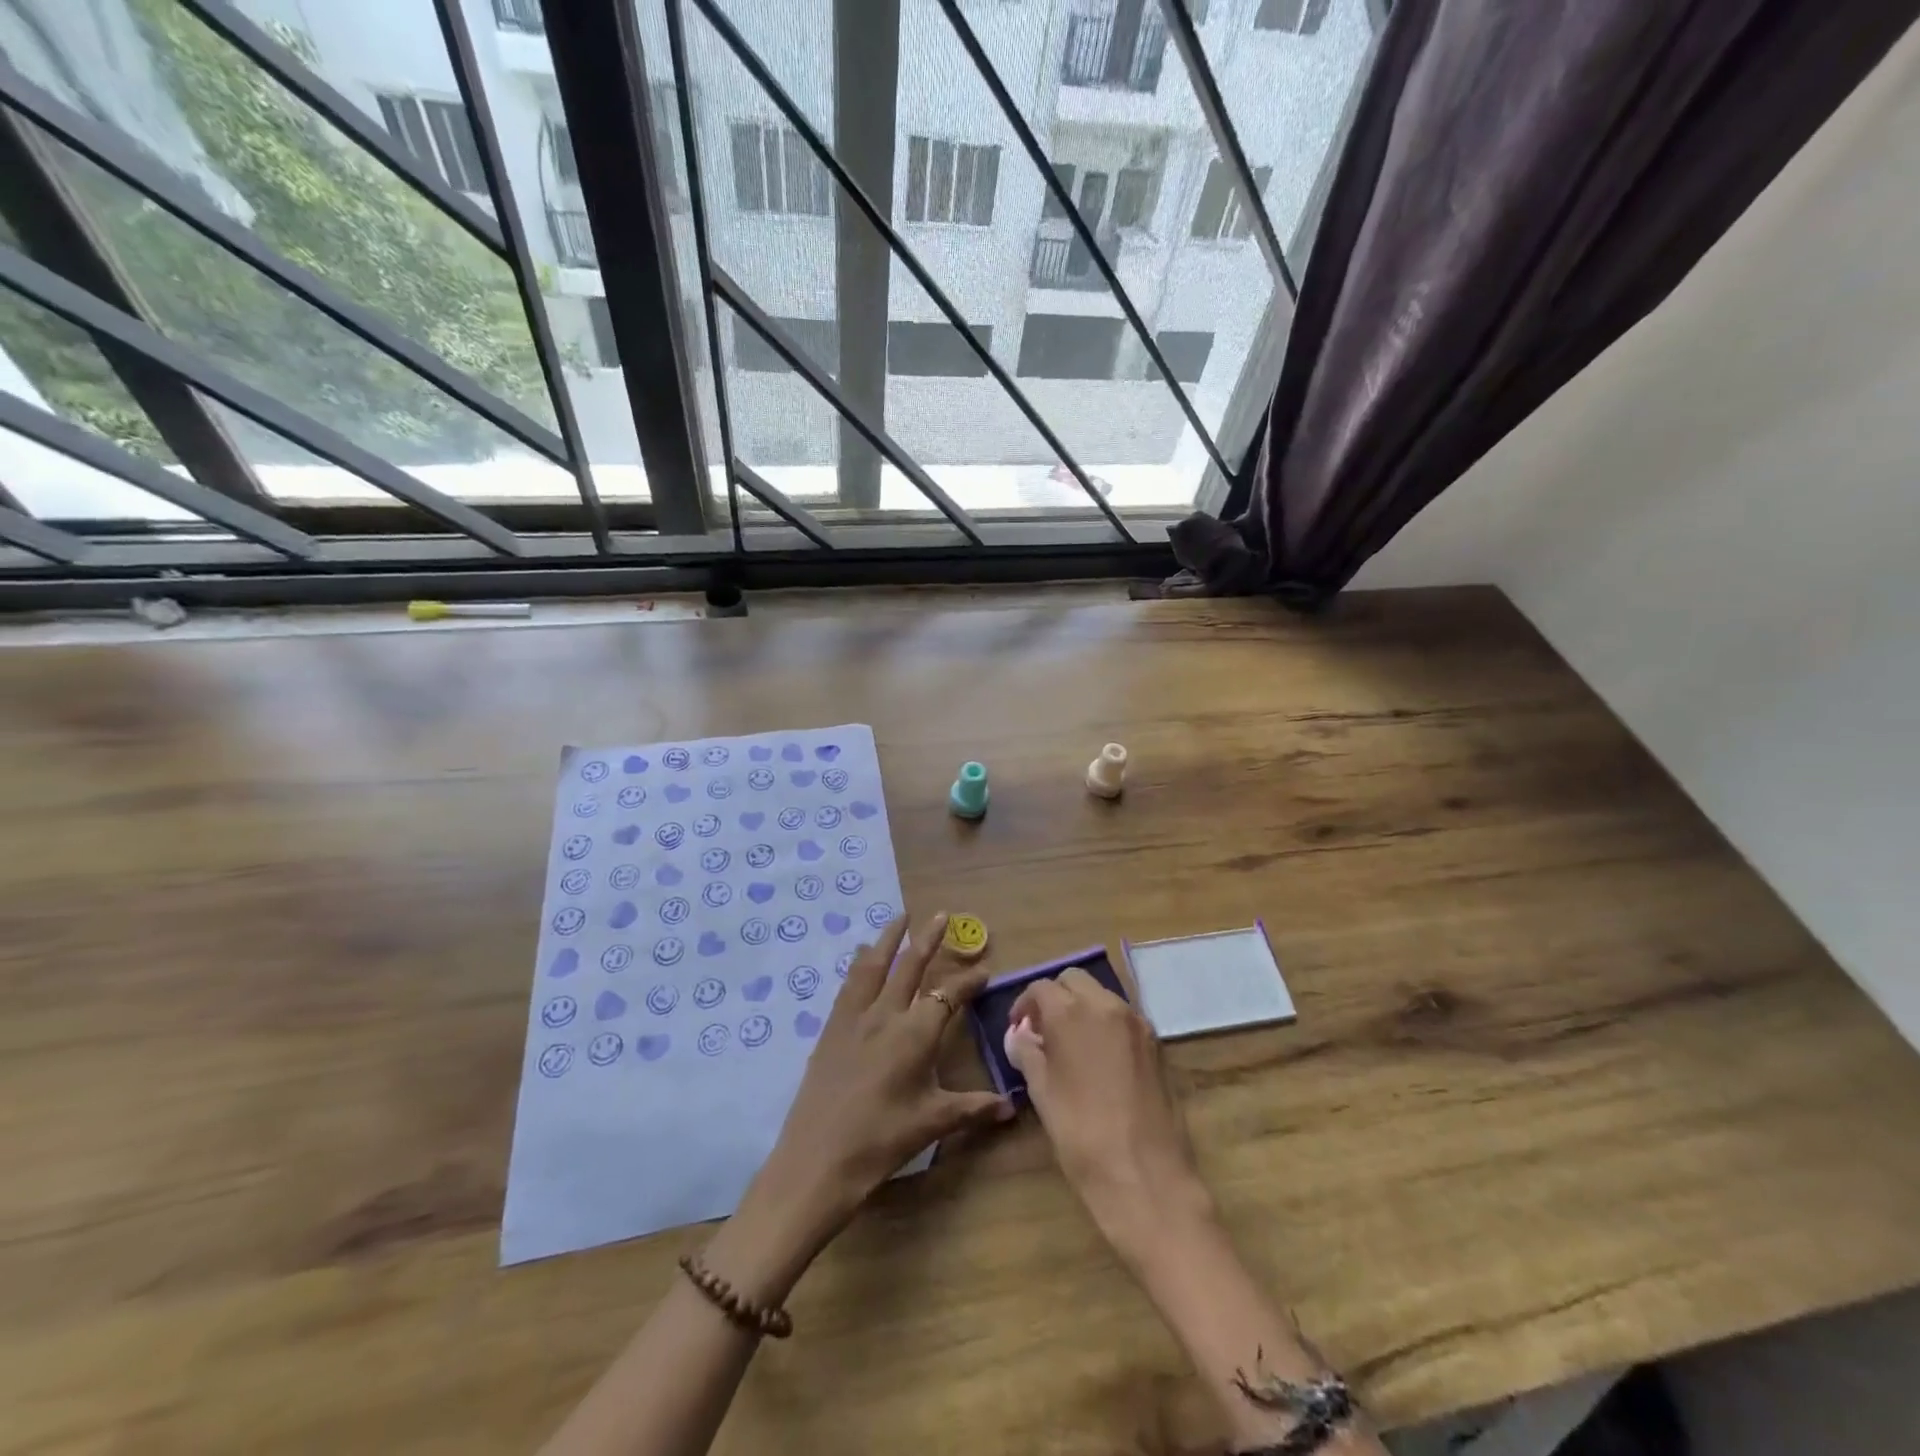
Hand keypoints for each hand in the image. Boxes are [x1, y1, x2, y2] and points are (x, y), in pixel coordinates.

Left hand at [745, 913, 1012, 1255]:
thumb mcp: (933, 1123)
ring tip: (899, 916)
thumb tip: (1011, 1106)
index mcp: (916, 1033)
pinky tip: (860, 955)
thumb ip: (974, 1108)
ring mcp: (854, 1017)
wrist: (818, 1159)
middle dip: (928, 938)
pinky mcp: (831, 1028)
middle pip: (910, 965)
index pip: (949, 995)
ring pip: (874, 964)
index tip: (984, 970)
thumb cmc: (882, 1140)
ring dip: (889, 938)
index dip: (968, 981)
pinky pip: (849, 984)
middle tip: (940, 914)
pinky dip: (859, 963)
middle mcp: (886, 1014)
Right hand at [1006, 968, 1215, 1263]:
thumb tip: (1019, 1036)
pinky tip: (1099, 1060)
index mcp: (1072, 1012)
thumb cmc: (1082, 1135)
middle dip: (1055, 998)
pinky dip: (1105, 1024)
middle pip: (1074, 980)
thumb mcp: (1042, 1093)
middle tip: (1043, 1032)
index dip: (1025, 1005)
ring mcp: (1137, 1023)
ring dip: (1082, 1008)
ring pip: (1101, 996)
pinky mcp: (1156, 1043)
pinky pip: (1123, 1018)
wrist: (1147, 1177)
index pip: (1041, 988)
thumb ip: (1027, 1054)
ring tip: (1070, 1046)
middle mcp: (1107, 1005)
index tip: (1018, 1029)